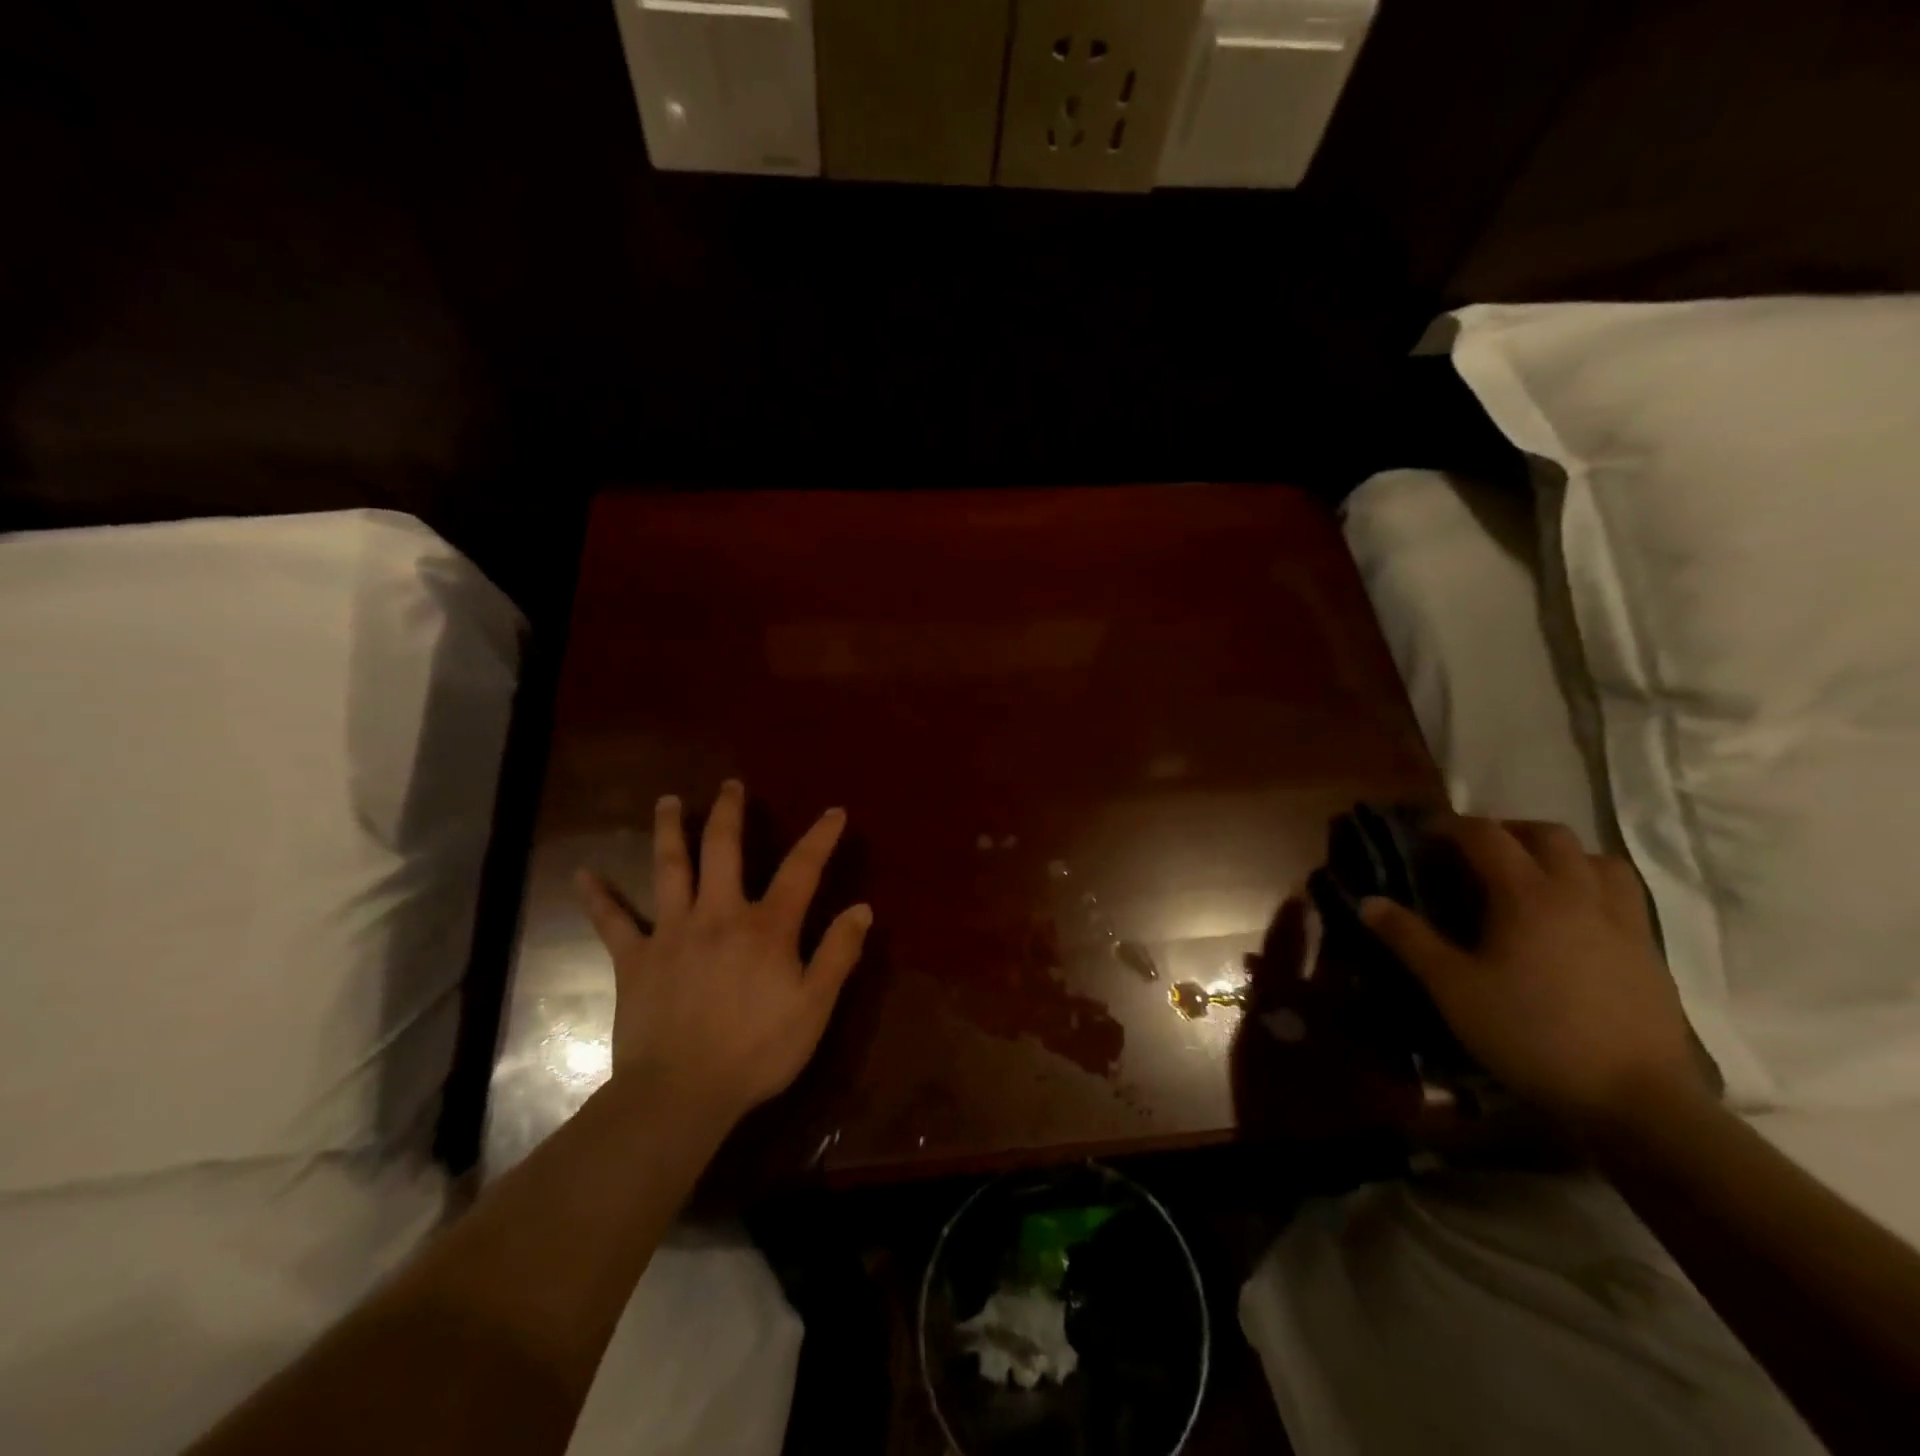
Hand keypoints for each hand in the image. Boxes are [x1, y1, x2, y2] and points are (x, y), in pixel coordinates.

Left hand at [575, 780, 872, 1124]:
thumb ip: (838, 954)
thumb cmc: (756, 1052)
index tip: (833, 812)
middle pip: (723, 850)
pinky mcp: (635, 959)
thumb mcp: (813, 1007)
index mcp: (766, 927)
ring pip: (668, 869)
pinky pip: (612, 922)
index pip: (801, 870)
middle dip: (728, 813)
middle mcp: (718, 915)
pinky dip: (598, 897)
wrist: (680, 1094)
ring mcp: (672, 933)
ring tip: (666, 801)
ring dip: (668, 831)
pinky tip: (582, 874)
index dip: (820, 838)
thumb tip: (862, 908)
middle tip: (729, 785)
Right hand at [1359, 816, 1706, 1127]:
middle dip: (1508, 831)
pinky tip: (1572, 920)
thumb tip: (1368, 902)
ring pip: (1598, 860)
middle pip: (1549, 834)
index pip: (1486, 835)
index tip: (1424, 835)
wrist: (1635, 1100)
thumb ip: (1409, 939)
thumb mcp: (1452, 988)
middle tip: (1476, 853)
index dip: (1451, 826)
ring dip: (1561, 855)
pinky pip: (1622, 897)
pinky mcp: (1649, 953)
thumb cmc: (1530, 1034)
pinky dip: (1592, 888)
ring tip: (1532, 877)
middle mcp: (1578, 894)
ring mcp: (1623, 923)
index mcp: (1527, 895)